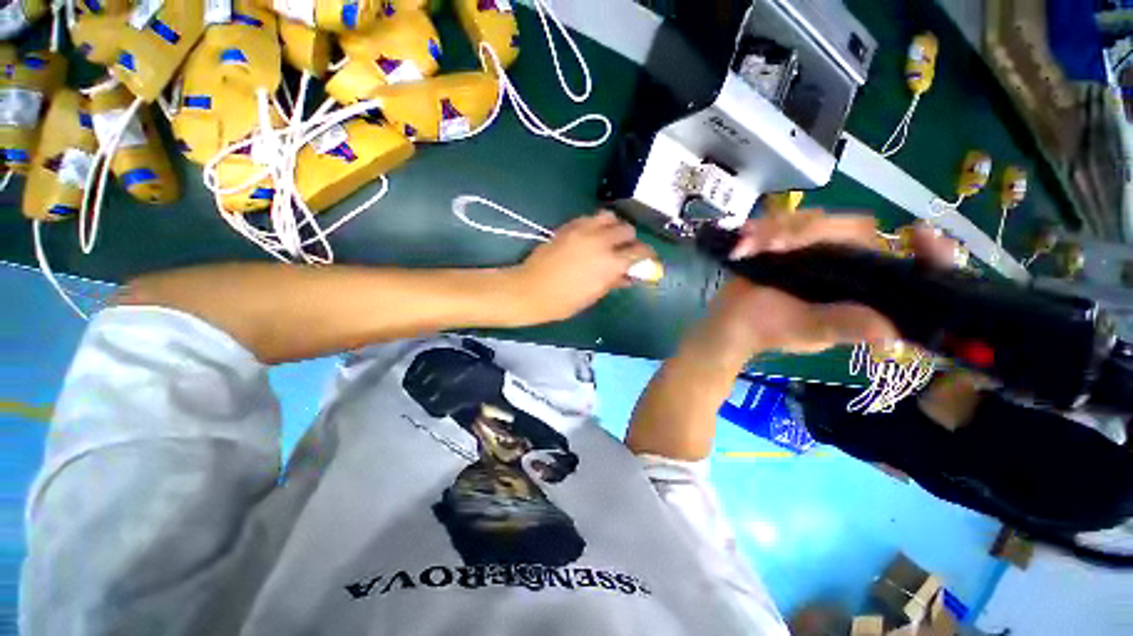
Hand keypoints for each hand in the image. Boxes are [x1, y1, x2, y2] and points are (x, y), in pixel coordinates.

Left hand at [508, 211, 656, 323]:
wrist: (530, 290)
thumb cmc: (563, 302)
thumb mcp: (593, 295)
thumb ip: (614, 282)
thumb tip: (628, 276)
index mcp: (610, 263)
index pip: (639, 251)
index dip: (647, 255)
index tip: (647, 259)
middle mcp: (600, 242)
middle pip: (627, 229)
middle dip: (630, 239)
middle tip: (625, 250)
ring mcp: (583, 231)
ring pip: (609, 216)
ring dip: (614, 226)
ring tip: (609, 238)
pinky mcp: (568, 227)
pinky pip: (589, 217)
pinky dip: (595, 224)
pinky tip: (591, 236)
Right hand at [699, 211, 959, 359]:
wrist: (729, 325)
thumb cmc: (766, 330)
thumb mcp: (806, 332)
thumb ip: (841, 327)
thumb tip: (889, 332)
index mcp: (860, 288)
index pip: (902, 264)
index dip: (925, 251)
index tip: (921, 234)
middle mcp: (845, 264)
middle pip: (849, 228)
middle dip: (809, 231)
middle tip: (774, 245)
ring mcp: (813, 251)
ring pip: (810, 221)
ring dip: (776, 230)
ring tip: (747, 247)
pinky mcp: (786, 244)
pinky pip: (781, 224)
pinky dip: (760, 230)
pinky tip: (742, 241)